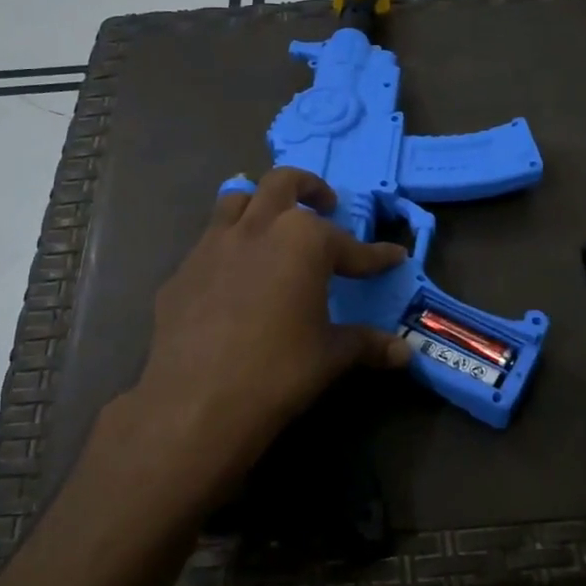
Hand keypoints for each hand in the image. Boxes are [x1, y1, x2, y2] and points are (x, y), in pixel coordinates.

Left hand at [129, 168, 410, 497]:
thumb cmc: (279, 371)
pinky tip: (234, 280)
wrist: (198, 402)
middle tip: (326, 205)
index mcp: (303, 241)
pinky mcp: (181, 273)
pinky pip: (209, 246)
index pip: (350, 245)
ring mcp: (212, 246)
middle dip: (309, 188)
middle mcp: (257, 228)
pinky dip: (229, 250)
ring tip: (273, 227)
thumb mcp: (331, 356)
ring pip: (236, 200)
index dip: (375, 255)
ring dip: (260, 205)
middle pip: (283, 183)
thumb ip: (367, 344)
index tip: (393, 256)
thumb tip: (404, 352)